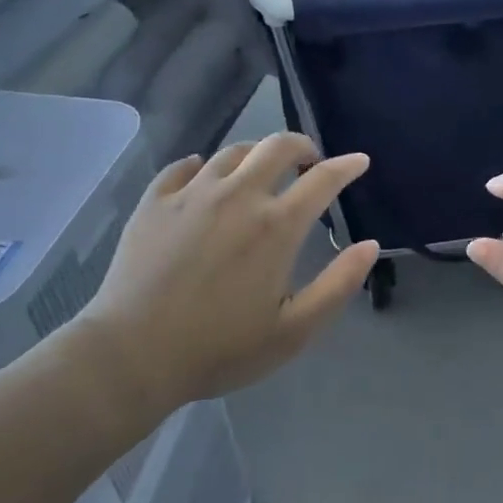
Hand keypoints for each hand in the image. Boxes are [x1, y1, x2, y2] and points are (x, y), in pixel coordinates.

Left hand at [82, 133, 379, 408]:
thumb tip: (370, 245)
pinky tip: (203, 175)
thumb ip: (338, 285)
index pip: (323, 179)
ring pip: (232, 152)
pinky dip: (202, 165)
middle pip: (277, 146)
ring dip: (257, 154)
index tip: (359, 161)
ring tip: (261, 169)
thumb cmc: (220, 349)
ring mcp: (191, 194)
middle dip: (302, 146)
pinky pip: (183, 167)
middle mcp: (237, 196)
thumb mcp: (294, 331)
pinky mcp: (154, 202)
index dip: (347, 166)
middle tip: (309, 161)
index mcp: (276, 226)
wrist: (132, 356)